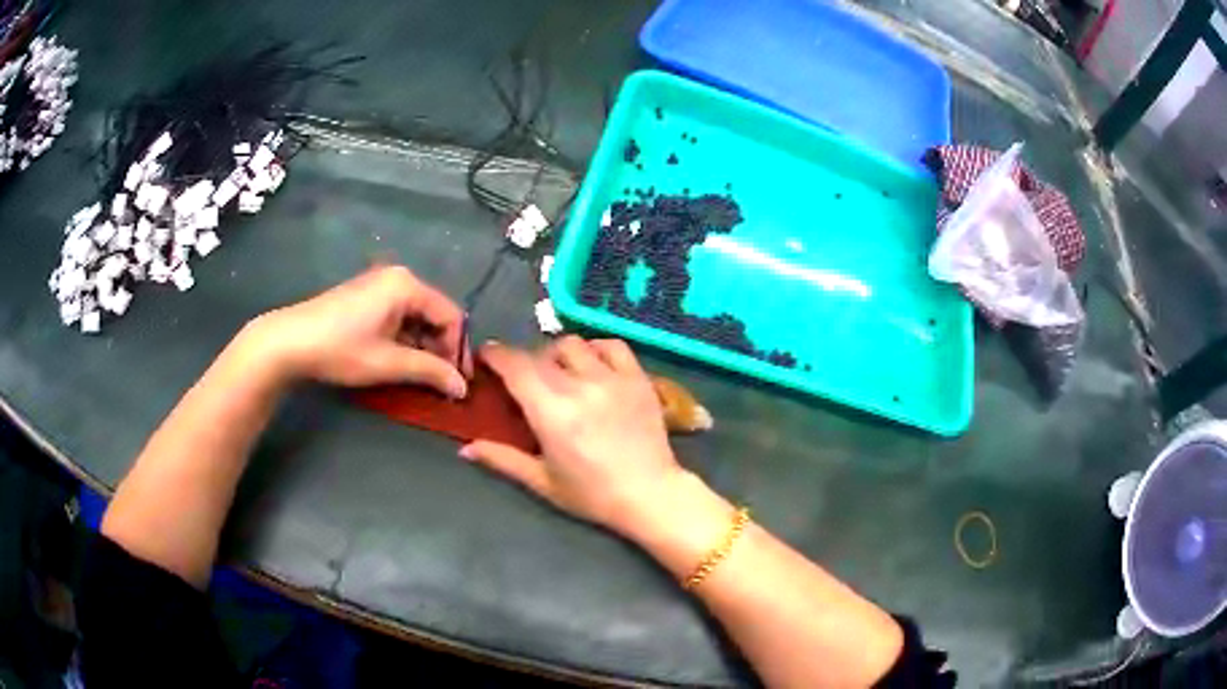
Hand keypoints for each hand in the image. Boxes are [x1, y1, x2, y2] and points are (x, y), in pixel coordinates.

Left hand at [244, 266, 470, 395]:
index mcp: (407, 286)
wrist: (289, 342)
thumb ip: (430, 372)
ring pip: (415, 318)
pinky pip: (397, 316)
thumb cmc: (341, 349)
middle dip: (441, 349)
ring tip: (420, 377)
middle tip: (441, 382)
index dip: (459, 350)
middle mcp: (397, 278)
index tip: (459, 382)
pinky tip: (398, 362)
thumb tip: (462, 388)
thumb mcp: (389, 363)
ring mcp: (378, 286)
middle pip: (433, 314)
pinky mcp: (365, 297)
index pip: (451, 315)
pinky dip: (404, 340)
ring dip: (422, 347)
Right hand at [461, 337, 689, 537]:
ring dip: (558, 354)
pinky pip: (612, 345)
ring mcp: (612, 378)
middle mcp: (580, 386)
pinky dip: (596, 349)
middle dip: (524, 362)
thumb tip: (465, 449)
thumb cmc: (592, 494)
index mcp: (551, 413)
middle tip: (524, 380)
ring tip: (560, 373)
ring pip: (573, 344)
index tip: (487, 357)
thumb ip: (503, 459)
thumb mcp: (543, 481)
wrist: (651, 495)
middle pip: (540, 355)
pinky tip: (593, 365)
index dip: (496, 355)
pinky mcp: (638, 378)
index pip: (515, 366)